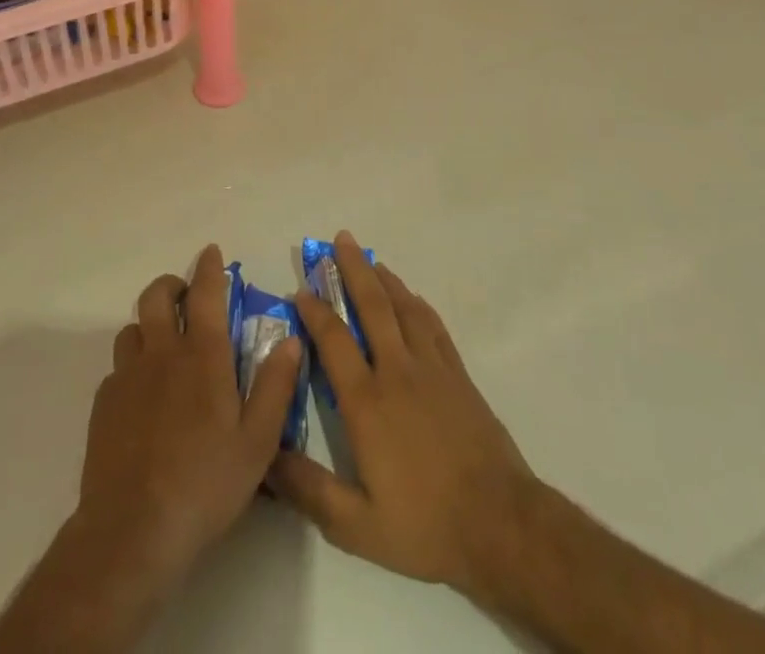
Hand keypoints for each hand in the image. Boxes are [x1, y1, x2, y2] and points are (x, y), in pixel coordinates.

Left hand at [72, 244, 304, 595]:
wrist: (132, 532)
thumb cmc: (205, 484)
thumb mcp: (258, 442)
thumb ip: (275, 386)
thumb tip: (291, 339)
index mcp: (202, 356)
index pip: (205, 293)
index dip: (208, 268)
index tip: (211, 252)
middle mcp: (162, 354)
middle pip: (157, 297)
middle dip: (171, 285)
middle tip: (184, 295)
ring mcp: (127, 377)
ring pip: (132, 328)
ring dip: (148, 324)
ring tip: (163, 343)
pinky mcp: (104, 405)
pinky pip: (117, 368)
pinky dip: (132, 365)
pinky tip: (142, 394)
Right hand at [268, 233, 535, 595]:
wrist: (499, 523)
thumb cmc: (424, 525)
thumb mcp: (355, 525)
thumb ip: (307, 489)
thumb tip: (265, 458)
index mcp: (366, 402)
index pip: (334, 340)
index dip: (315, 311)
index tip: (301, 289)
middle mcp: (397, 371)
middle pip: (372, 306)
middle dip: (353, 270)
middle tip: (340, 239)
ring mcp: (431, 369)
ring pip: (404, 308)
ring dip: (385, 279)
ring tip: (370, 258)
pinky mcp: (458, 375)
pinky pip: (433, 326)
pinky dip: (418, 305)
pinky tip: (411, 297)